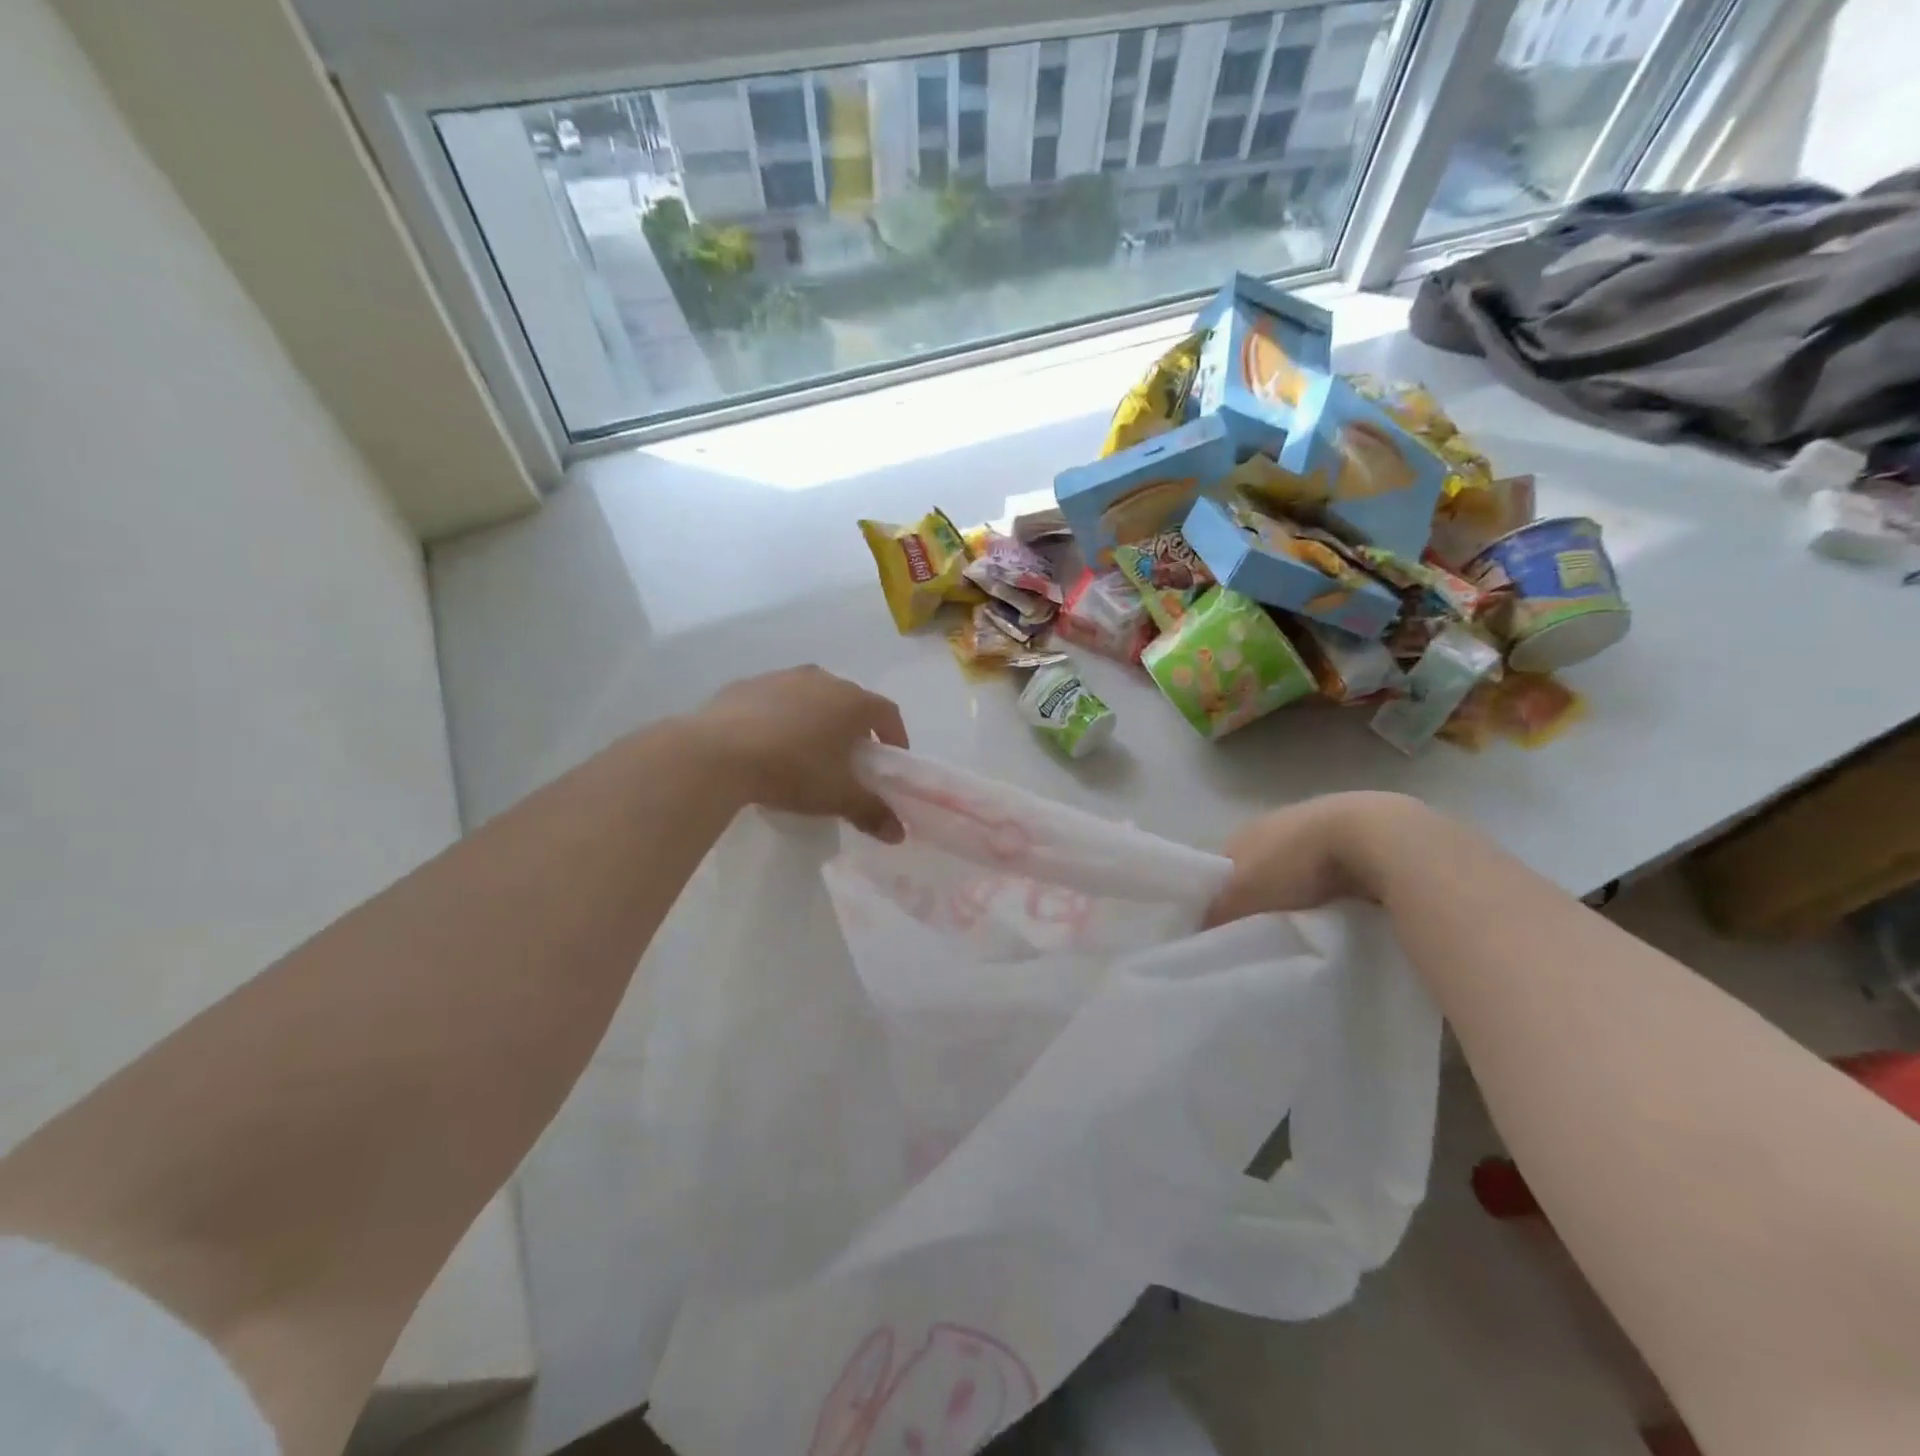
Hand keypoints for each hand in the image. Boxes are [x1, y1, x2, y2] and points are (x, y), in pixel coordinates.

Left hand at [697, 666, 910, 841]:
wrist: (717, 752)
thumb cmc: (793, 770)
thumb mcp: (837, 797)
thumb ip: (872, 812)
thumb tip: (898, 834)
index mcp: (851, 701)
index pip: (887, 712)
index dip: (895, 735)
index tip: (889, 759)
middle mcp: (821, 679)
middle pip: (849, 700)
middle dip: (854, 727)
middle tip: (848, 758)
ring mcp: (781, 677)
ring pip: (810, 695)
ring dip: (816, 718)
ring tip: (806, 750)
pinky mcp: (746, 685)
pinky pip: (774, 700)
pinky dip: (780, 717)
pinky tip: (766, 743)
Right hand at [1203, 791, 1419, 926]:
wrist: (1374, 836)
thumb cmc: (1295, 861)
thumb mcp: (1245, 892)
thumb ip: (1219, 911)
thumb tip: (1198, 931)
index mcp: (1244, 831)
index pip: (1223, 869)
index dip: (1222, 897)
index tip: (1228, 930)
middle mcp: (1277, 824)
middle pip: (1261, 869)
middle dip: (1263, 897)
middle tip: (1267, 934)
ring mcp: (1320, 828)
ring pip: (1299, 871)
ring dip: (1301, 894)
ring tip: (1307, 928)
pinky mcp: (1360, 840)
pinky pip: (1336, 874)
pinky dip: (1334, 892)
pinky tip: (1340, 912)